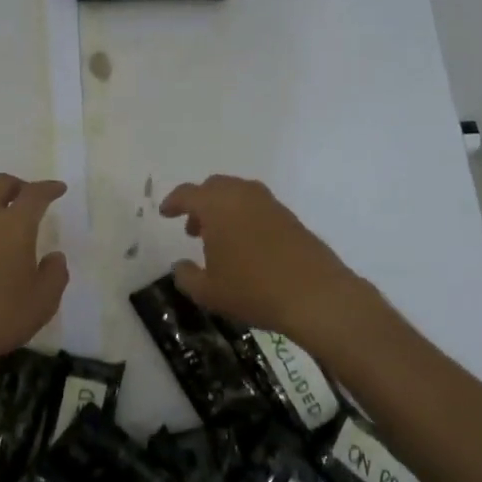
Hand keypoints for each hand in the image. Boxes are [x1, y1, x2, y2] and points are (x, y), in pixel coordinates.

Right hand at [159, 175, 370, 344]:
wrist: (315, 295)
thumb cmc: (253, 290)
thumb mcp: (208, 291)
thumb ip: (186, 276)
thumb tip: (180, 265)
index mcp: (217, 205)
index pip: (188, 193)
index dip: (173, 202)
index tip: (166, 213)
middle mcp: (243, 195)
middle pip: (215, 187)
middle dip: (200, 203)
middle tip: (193, 229)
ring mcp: (270, 204)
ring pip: (239, 194)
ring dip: (224, 209)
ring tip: (220, 240)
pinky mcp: (290, 217)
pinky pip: (258, 207)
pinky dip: (245, 217)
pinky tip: (247, 246)